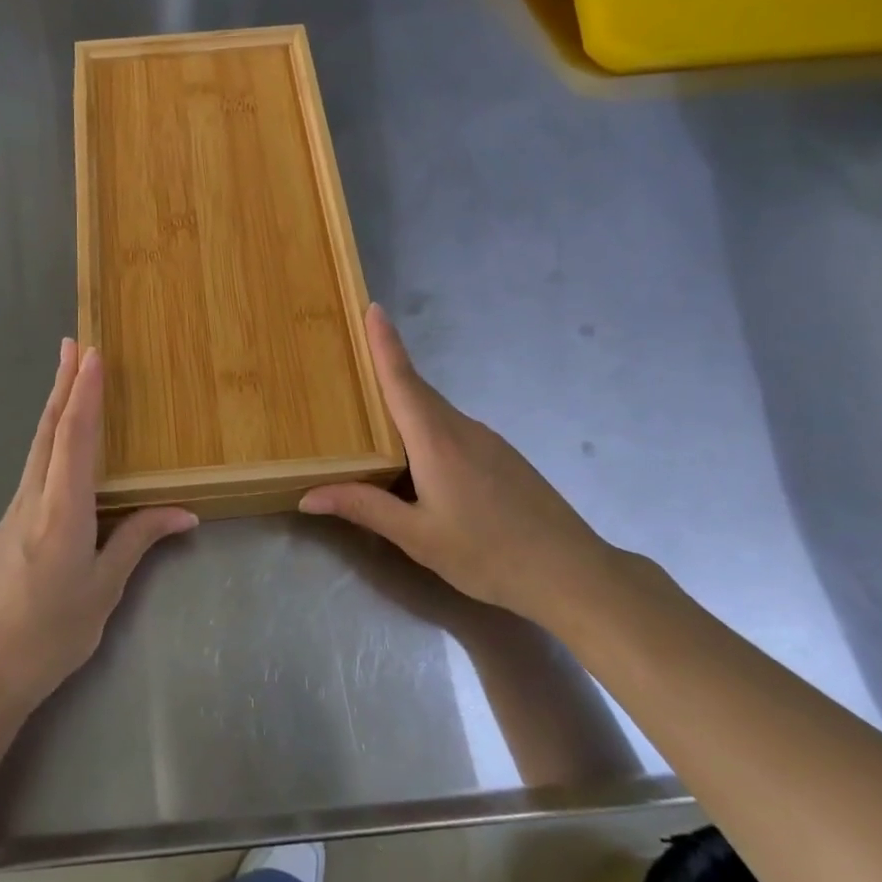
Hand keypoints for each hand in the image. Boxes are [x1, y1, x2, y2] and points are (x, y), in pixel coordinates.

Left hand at [0, 340, 196, 715]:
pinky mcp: (9, 523)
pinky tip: (59, 438)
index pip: (74, 439)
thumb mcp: (103, 592)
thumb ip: (138, 542)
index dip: (84, 394)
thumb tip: (184, 512)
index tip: (92, 354)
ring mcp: (15, 509)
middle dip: (63, 383)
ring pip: (37, 445)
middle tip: (74, 343)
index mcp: (61, 513)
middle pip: (48, 430)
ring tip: (68, 373)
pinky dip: (49, 437)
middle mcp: (33, 499)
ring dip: (54, 405)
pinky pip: (34, 466)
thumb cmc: (49, 636)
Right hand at [299, 304, 613, 627]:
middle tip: (351, 361)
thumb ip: (364, 508)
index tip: (372, 308)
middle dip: (386, 370)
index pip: (402, 379)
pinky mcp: (503, 457)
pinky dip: (427, 429)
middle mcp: (461, 428)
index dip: (385, 343)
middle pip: (416, 390)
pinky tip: (419, 461)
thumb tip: (308, 496)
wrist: (572, 574)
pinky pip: (453, 430)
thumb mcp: (417, 537)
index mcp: (436, 440)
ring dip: (405, 405)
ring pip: (435, 413)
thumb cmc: (488, 554)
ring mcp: (488, 441)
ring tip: (372, 415)